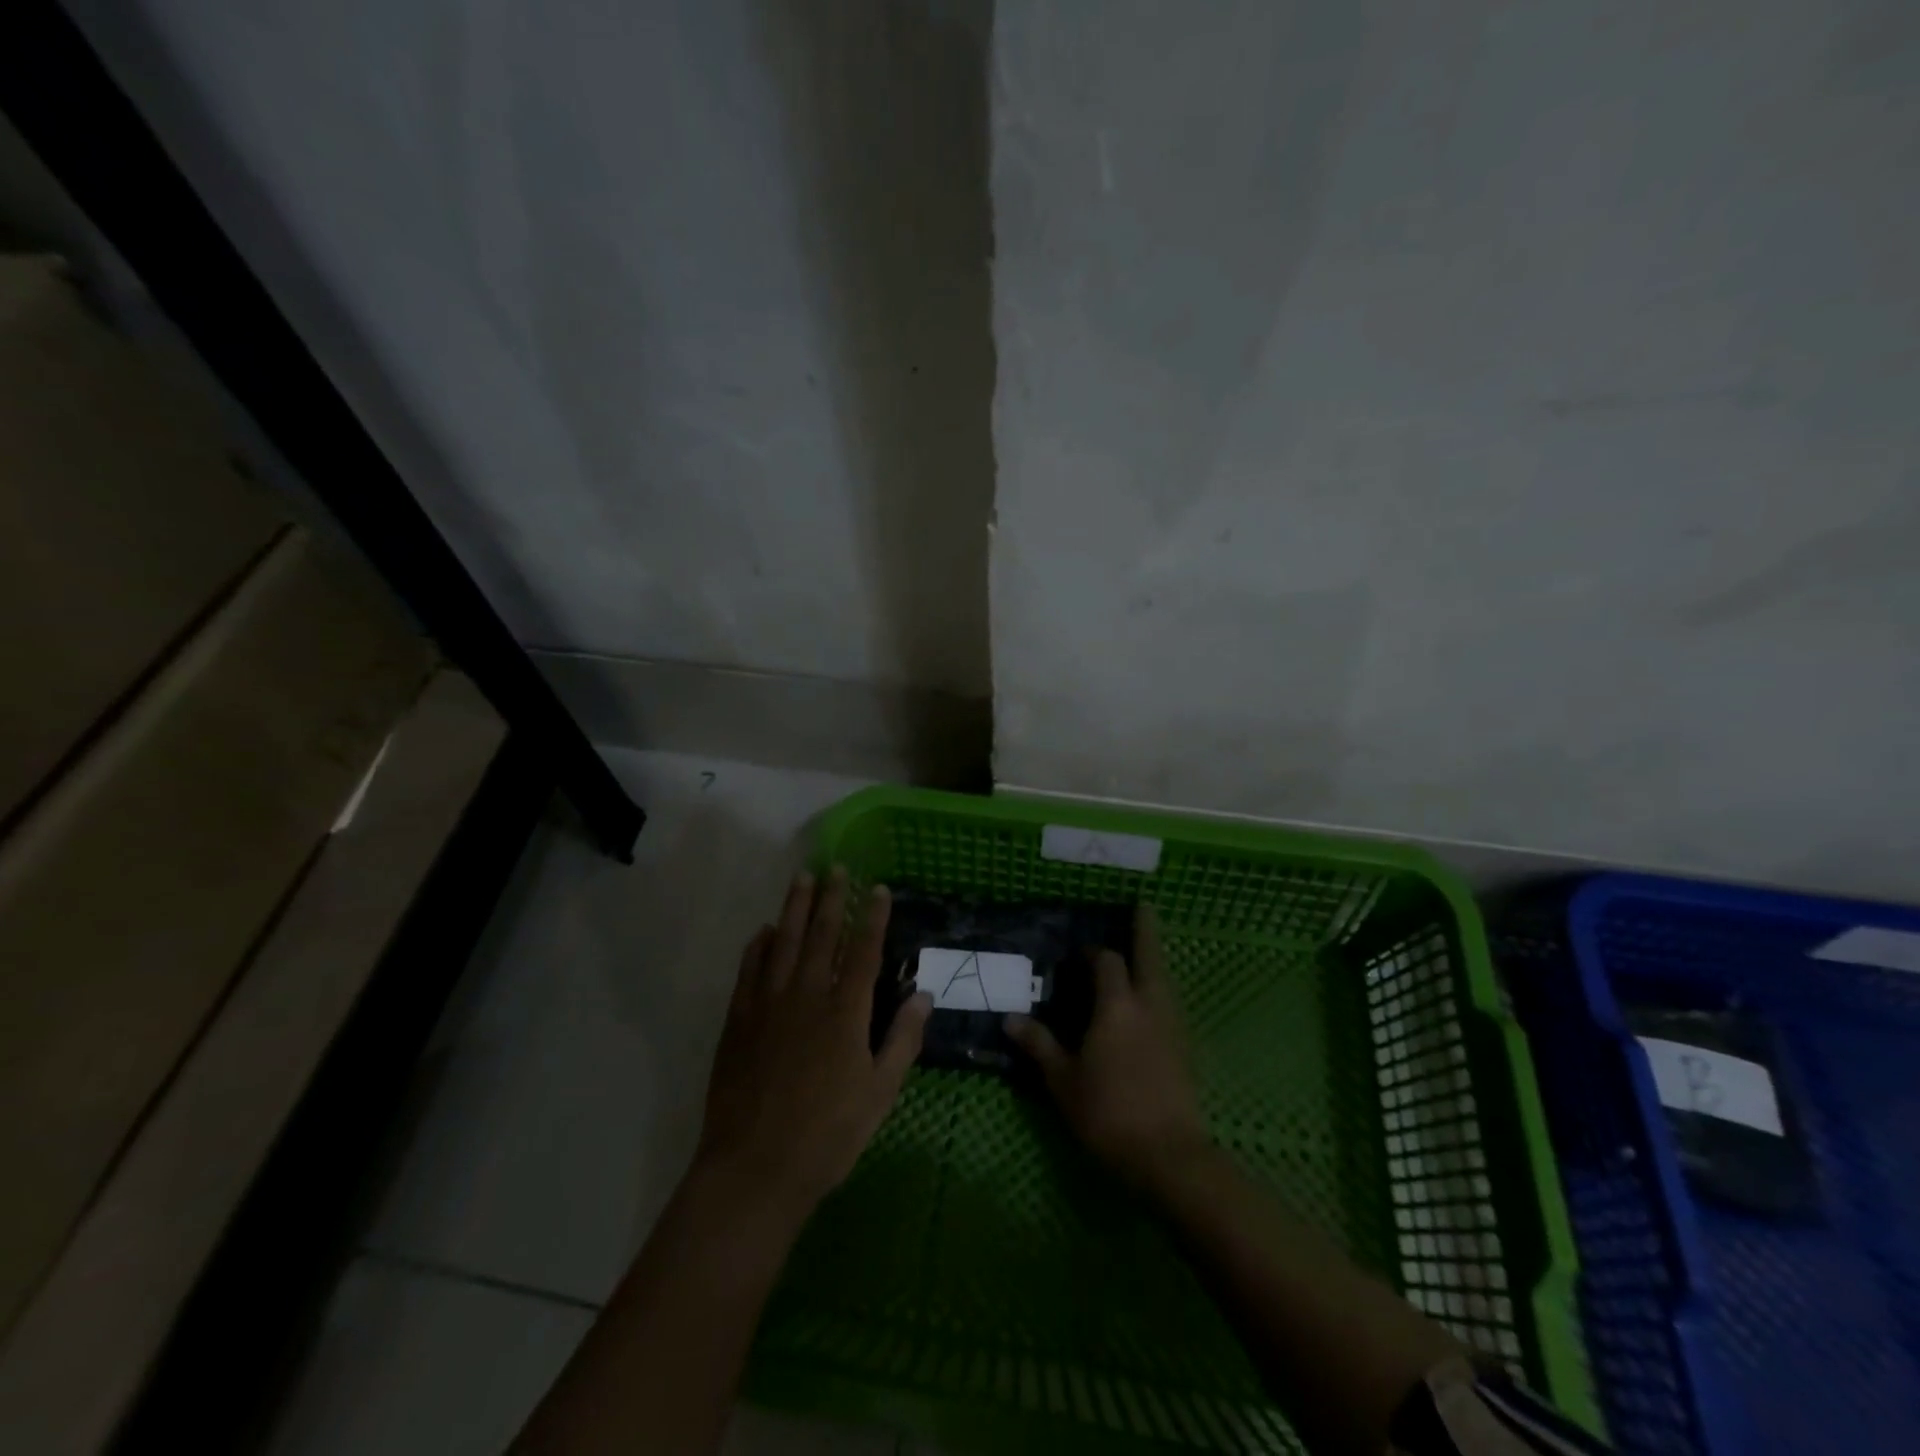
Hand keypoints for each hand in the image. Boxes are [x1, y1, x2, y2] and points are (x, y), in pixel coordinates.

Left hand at [695, 867, 932, 1223]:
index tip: (878, 888)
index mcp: (846, 1013)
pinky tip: (764, 931)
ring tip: (801, 878)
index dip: (873, 917)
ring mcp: (768, 1005)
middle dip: (831, 898)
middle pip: (822, 935)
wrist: (754, 1169)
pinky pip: (749, 971)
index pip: (864, 951)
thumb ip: (903, 1040)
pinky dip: (758, 946)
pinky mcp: (739, 1020)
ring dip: (794, 908)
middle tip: (836, 867)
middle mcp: (807, 996)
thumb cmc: (828, 1135)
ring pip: (783, 942)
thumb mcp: (880, 1094)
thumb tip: (924, 996)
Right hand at [1005, 905, 1209, 1189]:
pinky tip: (1151, 999)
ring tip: (1145, 949)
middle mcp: (1149, 1004)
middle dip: (1145, 929)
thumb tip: (1011, 1019)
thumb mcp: (1063, 1081)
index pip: (1107, 961)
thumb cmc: (1108, 1112)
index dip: (1094, 952)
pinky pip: (1171, 1000)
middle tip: (1143, 905)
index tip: (1080, 954)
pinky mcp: (1185, 1046)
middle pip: (1150, 955)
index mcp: (1116, 1005)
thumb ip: (1039, 1045)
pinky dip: (1161, 986)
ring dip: (1155, 958)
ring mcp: (1172, 1024)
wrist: (1168, 1155)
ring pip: (1165, 977)